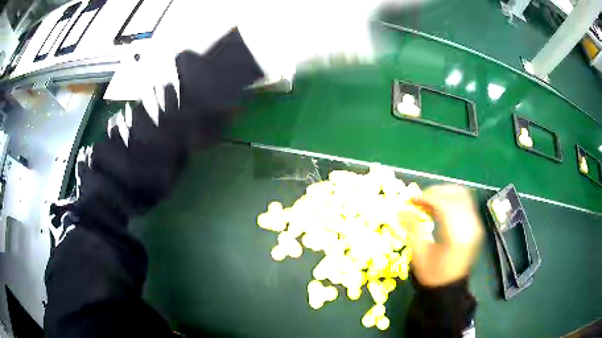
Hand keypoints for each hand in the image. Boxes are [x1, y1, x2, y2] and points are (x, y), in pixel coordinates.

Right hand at [402, 185, 483, 286]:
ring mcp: (475, 225)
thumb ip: (413, 229)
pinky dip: (451, 199)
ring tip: (428, 201)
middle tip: (419, 199)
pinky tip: (439, 207)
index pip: (445, 206)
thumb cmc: (432, 275)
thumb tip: (400, 209)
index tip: (411, 199)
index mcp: (457, 237)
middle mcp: (470, 227)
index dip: (427, 198)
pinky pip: (465, 203)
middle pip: (456, 195)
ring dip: (444, 193)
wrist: (449, 287)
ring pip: (462, 196)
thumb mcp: (419, 255)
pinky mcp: (475, 225)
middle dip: (436, 192)